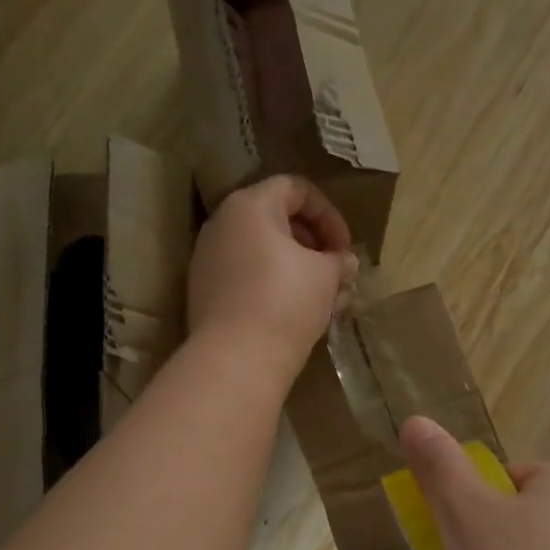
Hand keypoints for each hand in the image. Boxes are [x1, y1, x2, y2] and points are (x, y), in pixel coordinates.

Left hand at [188, 175, 357, 382]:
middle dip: (313, 244)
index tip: (345, 249)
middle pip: (276, 219)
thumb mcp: (326, 277)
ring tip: (323, 298)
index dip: (329, 215)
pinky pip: (245, 276)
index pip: (296, 189)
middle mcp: (222, 224)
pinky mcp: (204, 291)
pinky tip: (295, 314)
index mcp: (250, 206)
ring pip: (261, 251)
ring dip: (296, 268)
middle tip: (336, 272)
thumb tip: (345, 263)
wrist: (236, 359)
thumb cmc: (286, 303)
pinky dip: (272, 285)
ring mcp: (207, 258)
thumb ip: (339, 261)